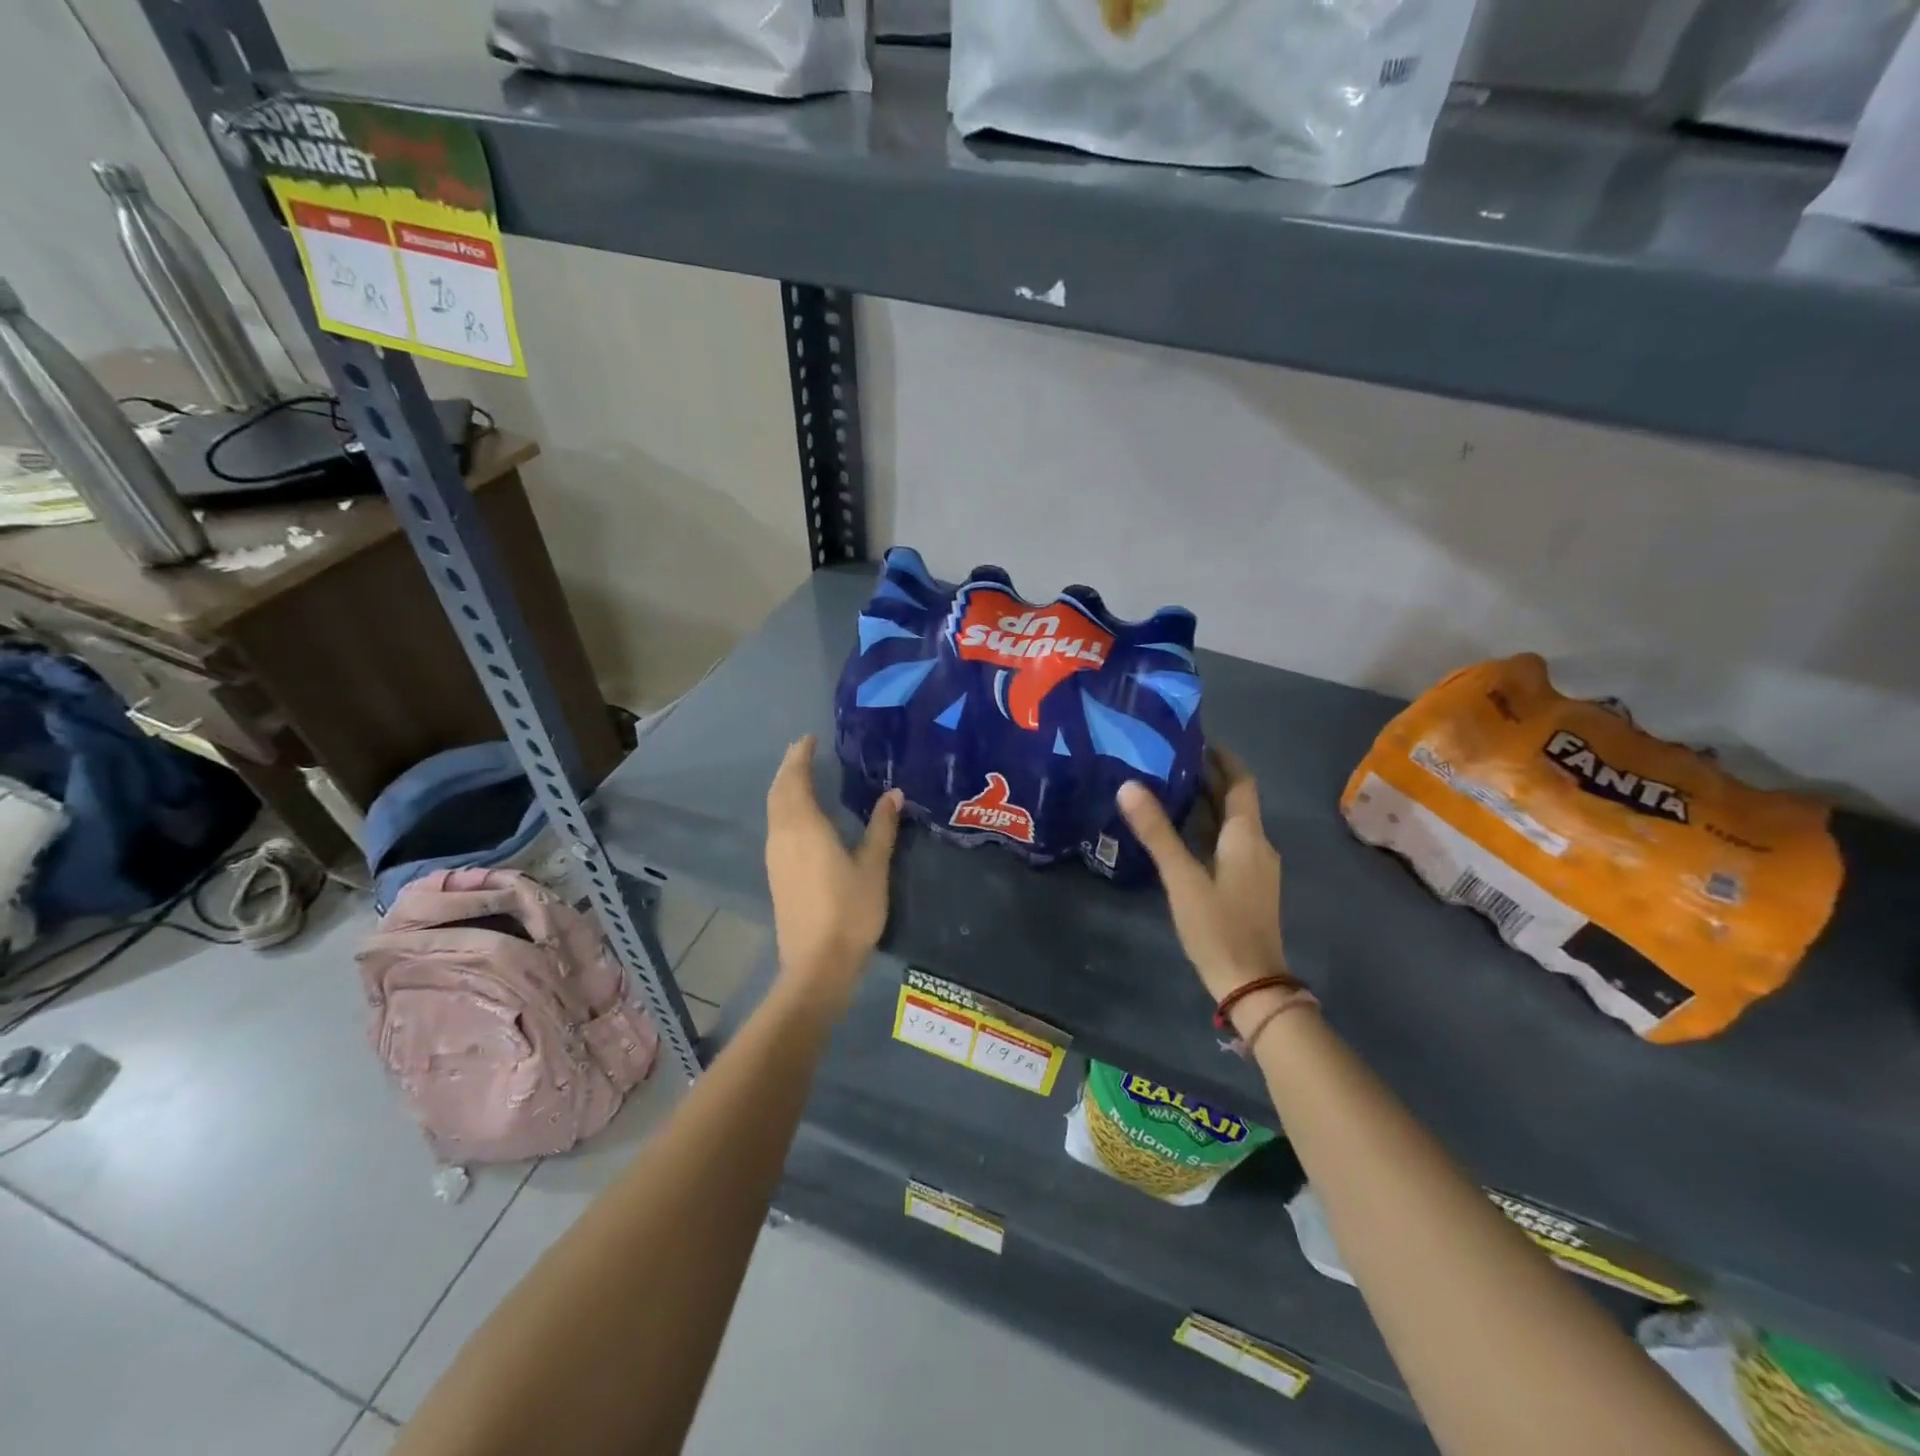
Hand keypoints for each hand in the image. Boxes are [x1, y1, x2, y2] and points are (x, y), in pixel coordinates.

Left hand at [765, 735, 903, 1003]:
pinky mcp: (776, 874)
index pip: (795, 780)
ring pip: (774, 810)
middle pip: (779, 792)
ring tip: (801, 775)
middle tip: (804, 751)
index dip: (799, 757)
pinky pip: (776, 827)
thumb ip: (882, 827)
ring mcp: (775, 856)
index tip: (808, 738)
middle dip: (789, 768)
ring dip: (784, 788)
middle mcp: (783, 836)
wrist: (817, 964)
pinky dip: (784, 808)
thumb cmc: (850, 911)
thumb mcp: (873, 867)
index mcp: (805, 828)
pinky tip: (800, 815)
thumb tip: (893, 793)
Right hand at [1118, 747, 1287, 1002]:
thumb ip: (1157, 831)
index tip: (1196, 738)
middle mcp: (1257, 844)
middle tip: (1171, 758)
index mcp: (1246, 836)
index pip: (1241, 782)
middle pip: (1237, 800)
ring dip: (1208, 802)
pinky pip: (1229, 842)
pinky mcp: (1247, 885)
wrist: (1251, 984)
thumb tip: (1129, 785)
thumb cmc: (1218, 926)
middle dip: (1210, 777)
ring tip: (1170, 787)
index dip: (1222, 758)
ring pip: (1232, 822)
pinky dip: (1208, 827)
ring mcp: (1255, 867)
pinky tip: (1182, 832)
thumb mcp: (1182, 877)